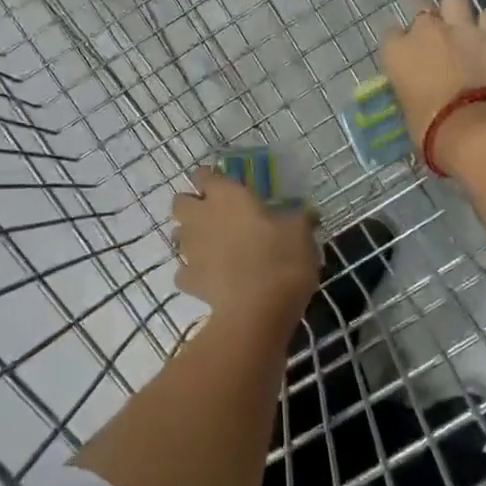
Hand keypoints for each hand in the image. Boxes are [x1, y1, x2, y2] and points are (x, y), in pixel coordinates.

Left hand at [171, 170, 318, 323]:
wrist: (257, 311)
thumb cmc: (281, 260)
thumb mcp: (301, 234)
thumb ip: (300, 219)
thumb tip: (308, 214)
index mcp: (227, 196)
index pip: (204, 175)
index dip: (210, 178)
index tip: (224, 186)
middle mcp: (201, 217)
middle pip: (180, 202)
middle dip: (191, 206)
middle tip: (215, 215)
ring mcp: (190, 250)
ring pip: (178, 235)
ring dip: (191, 237)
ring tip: (215, 247)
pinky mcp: (188, 280)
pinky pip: (185, 271)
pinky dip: (195, 273)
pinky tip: (213, 279)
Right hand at [380, 0, 485, 175]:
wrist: (473, 128)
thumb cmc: (430, 129)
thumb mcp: (408, 109)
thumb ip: (411, 89)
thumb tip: (419, 90)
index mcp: (397, 52)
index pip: (391, 35)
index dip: (400, 44)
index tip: (406, 56)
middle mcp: (425, 31)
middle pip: (421, 10)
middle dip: (427, 23)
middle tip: (434, 40)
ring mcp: (460, 28)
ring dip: (455, 11)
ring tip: (460, 28)